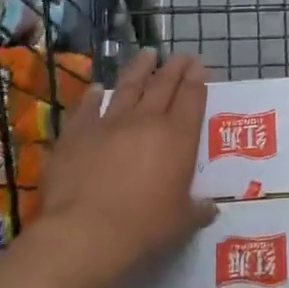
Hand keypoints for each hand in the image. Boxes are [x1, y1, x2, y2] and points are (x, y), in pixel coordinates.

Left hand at [34, 50, 216, 287]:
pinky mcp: (77, 133)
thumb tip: (211, 208)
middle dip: (175, 66)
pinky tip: (97, 88)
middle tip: (182, 55)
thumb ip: (197, 211)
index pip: (192, 97)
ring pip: (128, 85)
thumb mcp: (180, 224)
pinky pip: (87, 108)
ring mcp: (109, 123)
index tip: (201, 66)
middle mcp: (146, 120)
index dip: (198, 79)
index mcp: (178, 137)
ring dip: (140, 68)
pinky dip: (93, 96)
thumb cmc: (142, 228)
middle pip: (164, 84)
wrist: (83, 233)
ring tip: (147, 54)